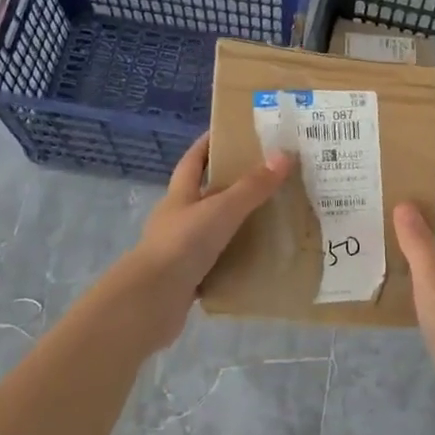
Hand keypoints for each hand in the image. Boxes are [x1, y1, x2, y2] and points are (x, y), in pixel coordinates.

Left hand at [121, 135, 293, 345]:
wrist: (150, 302)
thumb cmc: (182, 245)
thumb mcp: (221, 210)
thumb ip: (252, 187)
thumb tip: (284, 154)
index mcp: (179, 196)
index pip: (193, 161)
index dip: (208, 144)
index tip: (230, 132)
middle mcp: (177, 219)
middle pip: (204, 195)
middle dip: (230, 185)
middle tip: (266, 178)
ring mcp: (180, 250)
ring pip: (212, 230)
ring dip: (235, 225)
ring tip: (271, 220)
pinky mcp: (186, 279)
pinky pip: (216, 263)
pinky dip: (234, 260)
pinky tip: (258, 261)